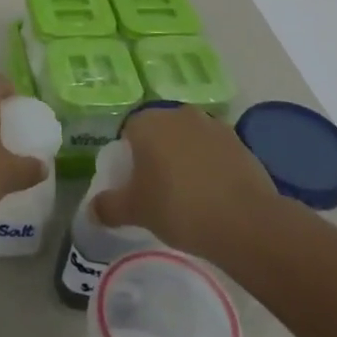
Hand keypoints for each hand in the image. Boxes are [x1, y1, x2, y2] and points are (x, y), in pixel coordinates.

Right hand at [92, 106, 279, 256]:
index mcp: (149, 123)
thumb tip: (91, 210)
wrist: (245, 221)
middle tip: (157, 188)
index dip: (128, 157)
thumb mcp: (135, 211)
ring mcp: (213, 126)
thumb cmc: (178, 208)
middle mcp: (180, 114)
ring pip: (189, 140)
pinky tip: (213, 195)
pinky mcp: (240, 142)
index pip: (129, 131)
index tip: (133, 183)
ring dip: (185, 158)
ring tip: (188, 193)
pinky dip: (211, 167)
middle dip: (157, 154)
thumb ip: (109, 207)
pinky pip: (215, 152)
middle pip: (160, 132)